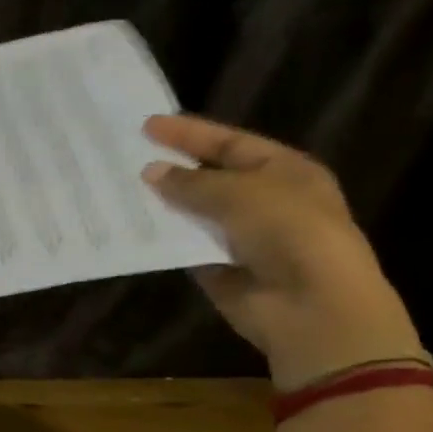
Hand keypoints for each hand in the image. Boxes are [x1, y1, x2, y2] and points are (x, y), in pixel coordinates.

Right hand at [141, 114, 425, 387]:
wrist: (312, 306)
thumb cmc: (289, 232)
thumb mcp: (241, 193)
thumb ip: (192, 182)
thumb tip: (150, 172)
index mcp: (284, 171)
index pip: (230, 143)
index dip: (190, 133)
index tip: (147, 125)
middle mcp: (265, 201)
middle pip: (210, 177)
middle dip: (173, 167)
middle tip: (128, 155)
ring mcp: (242, 238)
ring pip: (195, 214)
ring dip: (164, 204)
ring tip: (120, 189)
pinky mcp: (221, 270)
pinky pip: (186, 248)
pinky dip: (164, 240)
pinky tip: (132, 228)